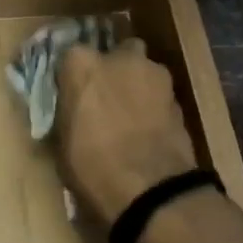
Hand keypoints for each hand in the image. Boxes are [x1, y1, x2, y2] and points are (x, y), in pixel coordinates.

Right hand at [54, 42, 199, 226]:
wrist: (150, 188)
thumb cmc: (92, 165)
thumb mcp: (63, 142)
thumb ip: (68, 113)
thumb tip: (71, 112)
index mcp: (82, 65)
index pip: (71, 56)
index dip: (73, 76)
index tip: (72, 94)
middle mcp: (120, 58)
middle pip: (116, 53)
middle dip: (113, 69)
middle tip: (106, 98)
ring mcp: (154, 74)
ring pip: (143, 71)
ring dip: (137, 86)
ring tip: (131, 117)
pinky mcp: (179, 97)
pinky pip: (160, 95)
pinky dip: (154, 106)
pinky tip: (149, 130)